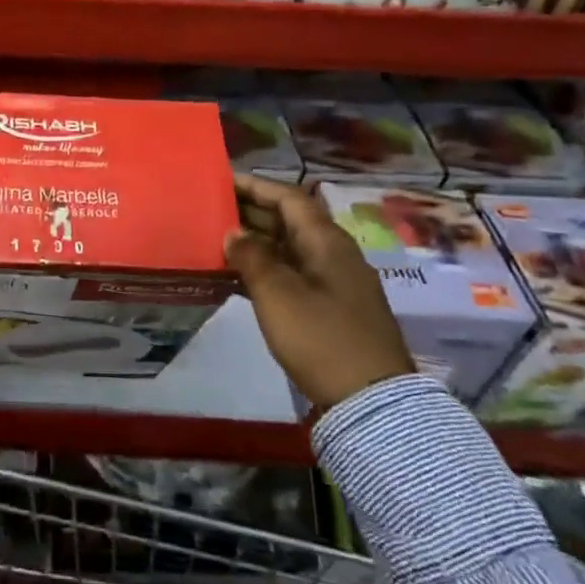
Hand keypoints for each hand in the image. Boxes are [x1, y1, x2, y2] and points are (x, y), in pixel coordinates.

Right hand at [224, 174, 414, 412]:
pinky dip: (266, 270)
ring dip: (256, 242)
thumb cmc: (321, 337)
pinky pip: (293, 274)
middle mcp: (334, 254)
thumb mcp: (277, 294)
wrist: (371, 402)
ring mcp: (335, 283)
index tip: (222, 181)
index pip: (289, 198)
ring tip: (218, 241)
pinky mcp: (331, 310)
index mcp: (327, 241)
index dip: (256, 186)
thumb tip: (234, 233)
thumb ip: (251, 257)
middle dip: (252, 212)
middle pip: (290, 220)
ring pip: (290, 249)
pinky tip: (238, 278)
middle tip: (213, 210)